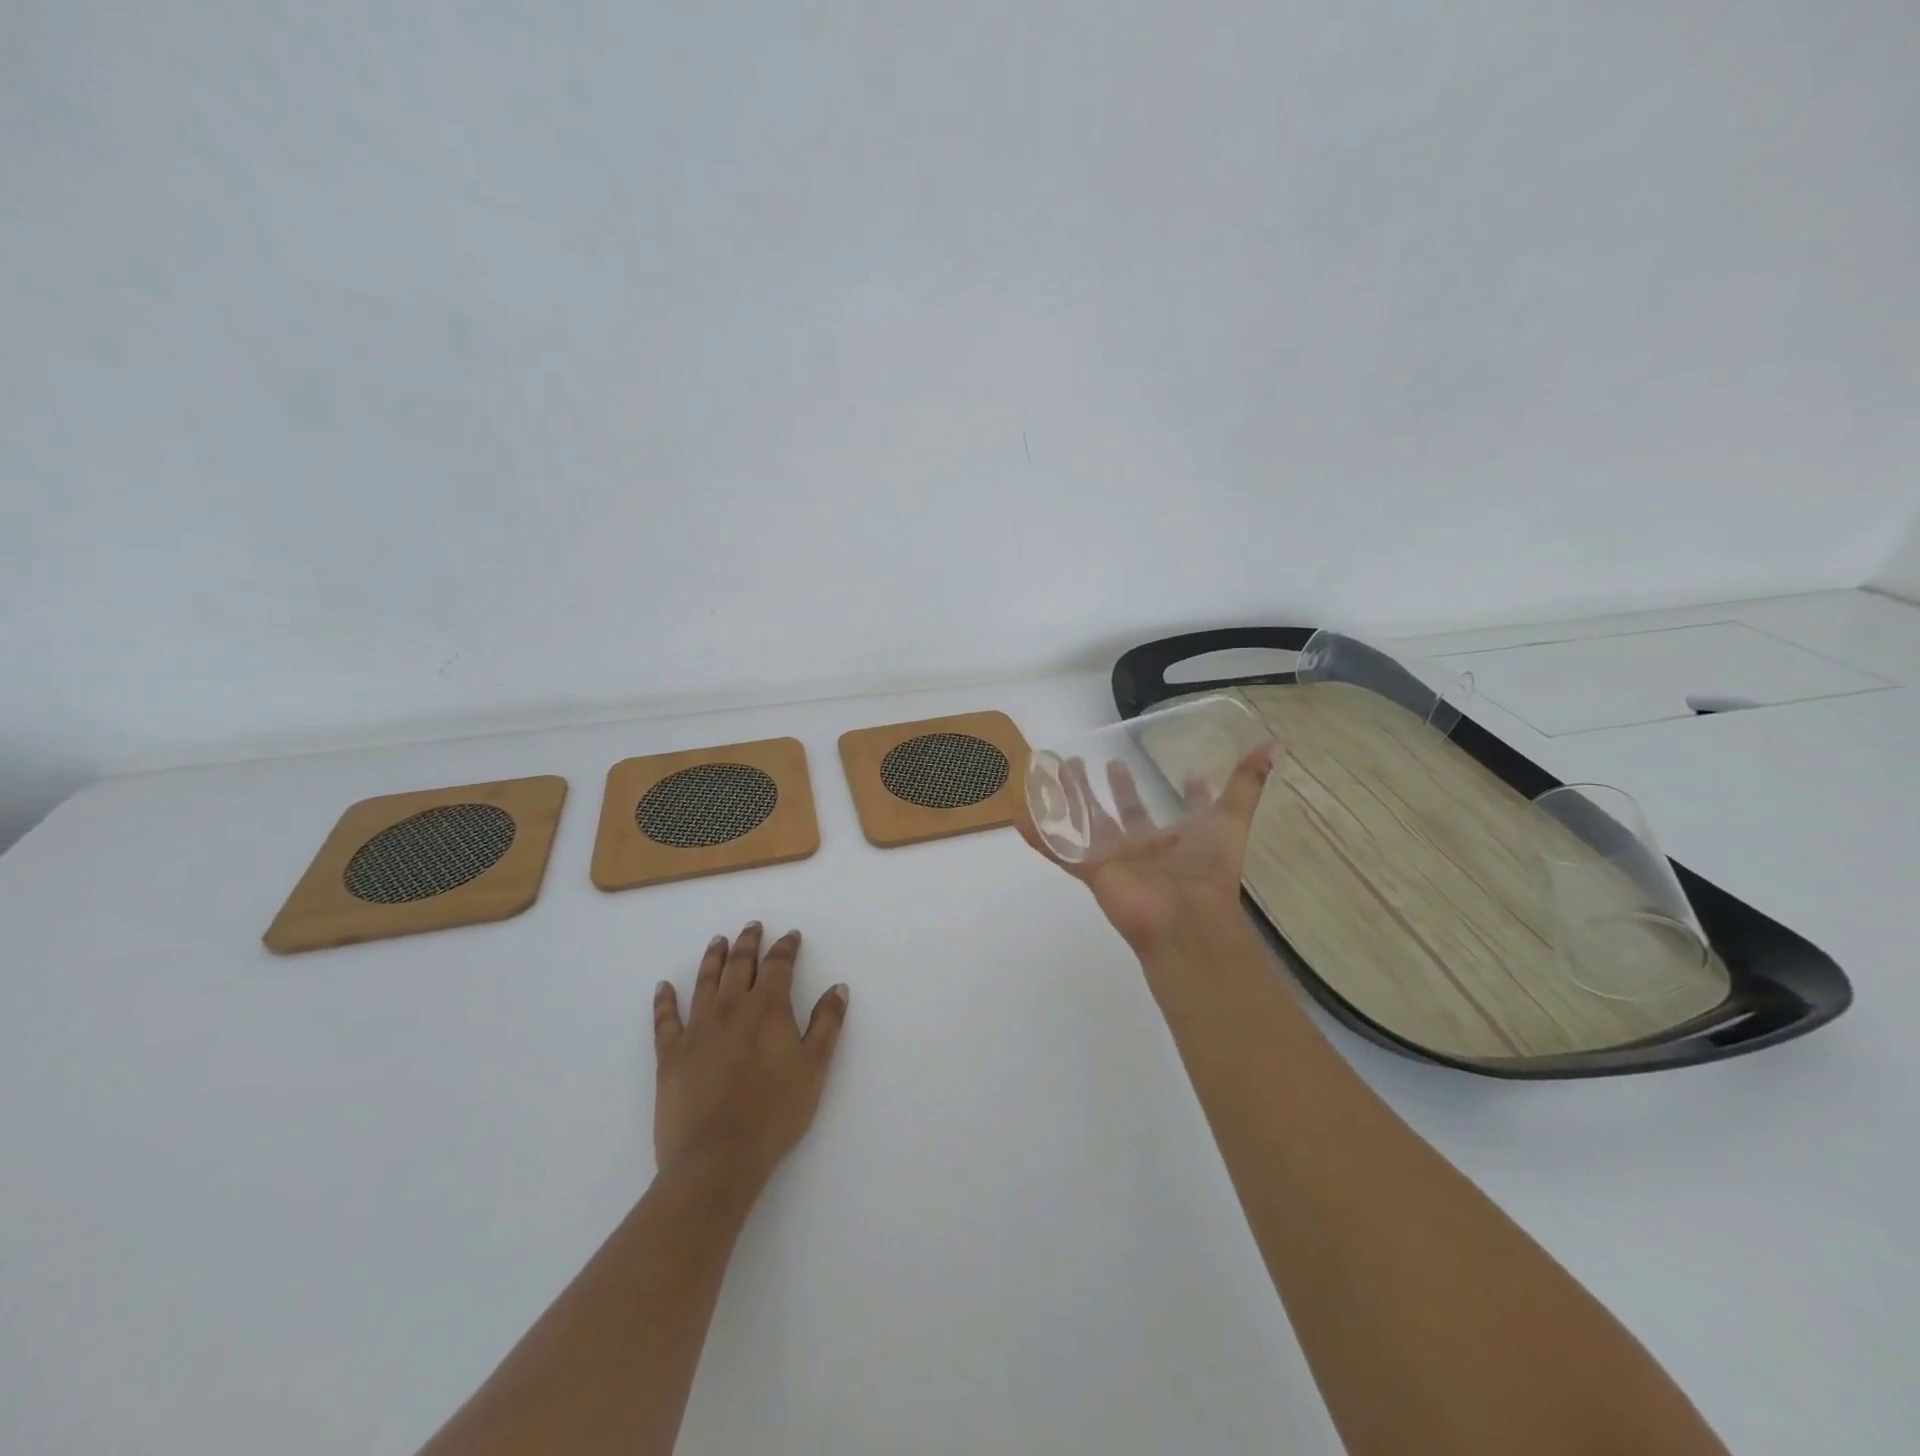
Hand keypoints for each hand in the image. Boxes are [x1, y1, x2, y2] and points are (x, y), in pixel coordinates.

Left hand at [652, 923, 848, 1191]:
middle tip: (752, 926)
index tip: (791, 936)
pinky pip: (665, 1019)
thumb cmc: (774, 1113)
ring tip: (718, 941)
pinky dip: (664, 1000)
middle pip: (739, 965)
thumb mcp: (814, 1068)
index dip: (786, 947)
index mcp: (767, 1008)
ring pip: (705, 982)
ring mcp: (697, 1029)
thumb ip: (827, 1024)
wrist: (717, 1158)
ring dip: (713, 958)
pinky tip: (664, 987)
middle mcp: (730, 1008)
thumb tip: (838, 987)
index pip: (778, 965)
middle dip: (749, 942)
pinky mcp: (670, 1054)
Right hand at [1020, 742, 1279, 956]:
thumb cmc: (1207, 869)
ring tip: (1060, 767)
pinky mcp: (1090, 868)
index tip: (1188, 773)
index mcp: (1178, 839)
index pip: (1182, 812)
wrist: (1182, 916)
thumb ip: (1248, 784)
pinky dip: (1038, 834)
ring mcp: (1114, 858)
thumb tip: (1276, 744)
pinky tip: (1018, 816)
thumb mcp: (1232, 820)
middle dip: (1112, 786)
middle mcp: (1145, 847)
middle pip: (1123, 812)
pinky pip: (1058, 848)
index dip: (1187, 794)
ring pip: (1087, 821)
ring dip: (1072, 796)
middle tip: (1099, 760)